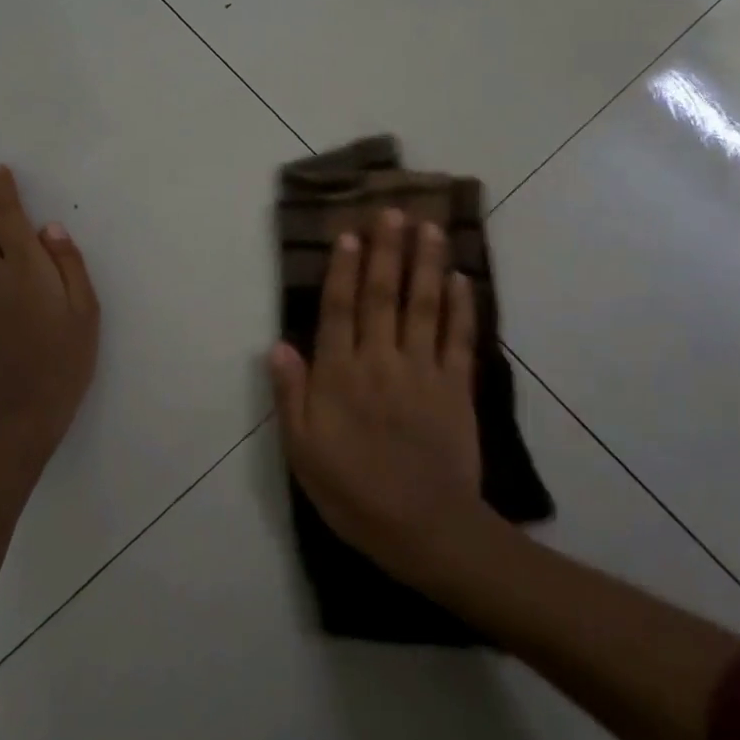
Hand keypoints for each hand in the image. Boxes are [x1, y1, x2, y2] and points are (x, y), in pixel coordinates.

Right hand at [269, 208, 484, 580]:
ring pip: (423, 305)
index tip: (350, 234)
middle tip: (392, 211)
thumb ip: (291, 395)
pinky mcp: (457, 387)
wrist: (424, 528)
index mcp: (339, 376)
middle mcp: (380, 361)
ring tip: (429, 227)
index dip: (343, 269)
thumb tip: (278, 344)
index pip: (339, 310)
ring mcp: (423, 371)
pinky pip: (459, 338)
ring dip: (426, 263)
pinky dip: (462, 306)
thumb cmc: (353, 493)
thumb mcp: (302, 452)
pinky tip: (462, 278)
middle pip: (383, 295)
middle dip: (387, 250)